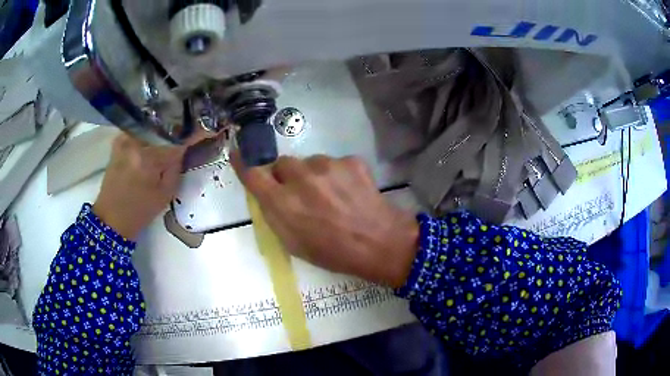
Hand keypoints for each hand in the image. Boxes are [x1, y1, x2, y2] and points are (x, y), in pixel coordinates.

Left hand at [94, 134, 184, 239]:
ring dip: (163, 129)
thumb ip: (176, 167)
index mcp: (148, 157)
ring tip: (172, 135)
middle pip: (164, 126)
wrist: (112, 217)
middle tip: (189, 133)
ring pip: (151, 125)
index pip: (177, 139)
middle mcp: (135, 142)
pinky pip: (140, 129)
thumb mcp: (166, 194)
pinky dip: (149, 132)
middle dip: (178, 129)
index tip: (207, 130)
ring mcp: (125, 138)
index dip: (194, 133)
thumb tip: (184, 146)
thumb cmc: (140, 211)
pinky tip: (153, 140)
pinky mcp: (119, 141)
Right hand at [232, 154, 419, 287]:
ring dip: (313, 175)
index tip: (238, 154)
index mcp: (283, 203)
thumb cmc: (333, 252)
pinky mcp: (350, 160)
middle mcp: (301, 178)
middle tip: (301, 193)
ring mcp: (327, 165)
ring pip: (309, 162)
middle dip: (286, 176)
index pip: (253, 174)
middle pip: (282, 163)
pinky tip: (349, 192)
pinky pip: (334, 163)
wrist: (380, 243)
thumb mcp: (293, 243)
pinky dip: (336, 175)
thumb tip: (265, 193)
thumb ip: (274, 214)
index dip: (243, 164)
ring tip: (331, 196)